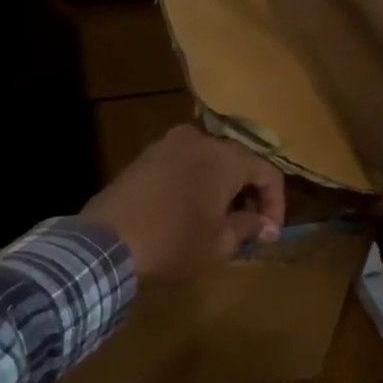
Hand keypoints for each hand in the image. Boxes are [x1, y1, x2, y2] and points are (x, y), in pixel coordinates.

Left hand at [82, 125, 284, 280]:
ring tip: (219, 221)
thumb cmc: (173, 241)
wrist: (106, 242)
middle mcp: (199, 139)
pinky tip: (190, 211)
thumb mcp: (219, 242)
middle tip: (248, 228)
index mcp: (225, 157)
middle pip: (238, 162)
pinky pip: (183, 164)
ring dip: (221, 188)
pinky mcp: (144, 156)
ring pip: (209, 161)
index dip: (275, 204)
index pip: (267, 172)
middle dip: (248, 195)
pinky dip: (195, 183)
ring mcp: (167, 144)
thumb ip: (249, 228)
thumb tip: (267, 226)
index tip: (270, 233)